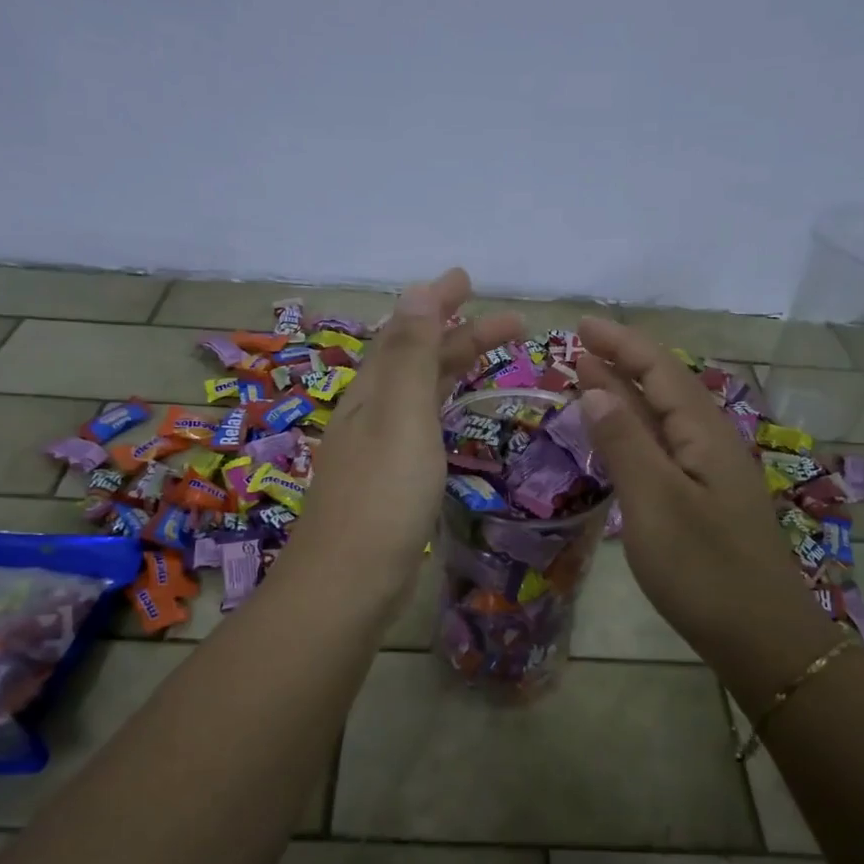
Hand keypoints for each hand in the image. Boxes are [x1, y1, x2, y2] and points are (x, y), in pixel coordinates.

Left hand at [291, 268, 522, 604]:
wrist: (348, 583)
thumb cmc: (382, 496)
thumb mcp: (401, 416)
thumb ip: (410, 354)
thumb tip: (417, 289)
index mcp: (372, 393)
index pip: (406, 332)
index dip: (437, 303)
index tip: (469, 279)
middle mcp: (371, 415)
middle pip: (417, 360)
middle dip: (461, 335)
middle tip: (514, 323)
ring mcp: (378, 451)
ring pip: (420, 394)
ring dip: (454, 368)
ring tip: (494, 359)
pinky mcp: (389, 484)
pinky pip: (421, 427)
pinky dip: (443, 408)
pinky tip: (456, 419)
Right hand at [575, 315, 820, 659]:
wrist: (761, 638)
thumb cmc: (704, 569)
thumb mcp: (655, 502)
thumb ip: (624, 442)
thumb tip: (596, 386)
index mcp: (704, 434)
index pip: (660, 370)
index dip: (622, 344)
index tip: (582, 326)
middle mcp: (712, 443)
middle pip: (664, 388)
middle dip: (623, 362)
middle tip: (579, 348)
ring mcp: (711, 474)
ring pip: (665, 418)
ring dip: (628, 395)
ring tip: (591, 380)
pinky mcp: (705, 501)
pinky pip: (665, 448)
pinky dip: (636, 431)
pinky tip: (620, 439)